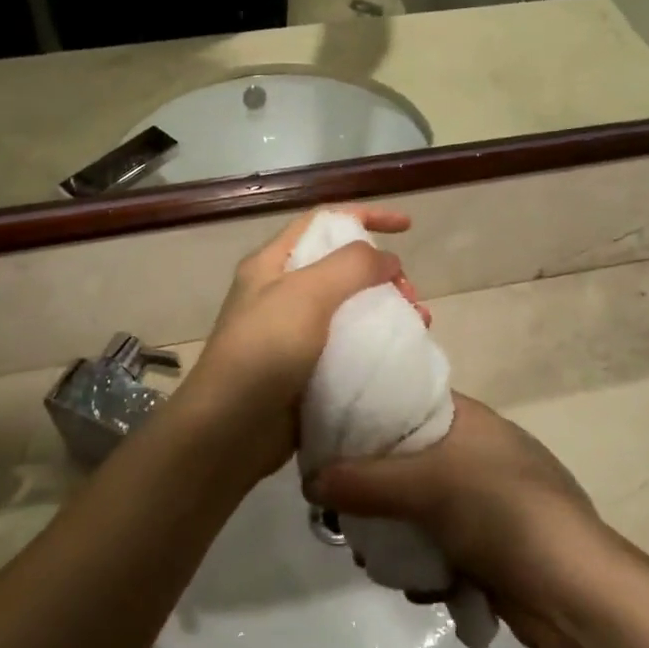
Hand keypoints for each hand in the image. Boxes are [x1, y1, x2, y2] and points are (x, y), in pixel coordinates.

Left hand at [183, 207, 429, 478]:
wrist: (230, 431)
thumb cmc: (264, 351)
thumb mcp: (306, 294)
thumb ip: (351, 265)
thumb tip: (387, 259)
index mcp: (273, 263)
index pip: (324, 221)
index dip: (365, 216)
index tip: (407, 226)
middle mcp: (282, 292)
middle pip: (342, 265)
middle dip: (383, 271)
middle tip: (410, 294)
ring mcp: (294, 332)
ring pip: (351, 306)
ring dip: (387, 307)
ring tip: (418, 323)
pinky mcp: (307, 368)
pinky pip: (350, 343)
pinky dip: (378, 341)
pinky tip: (401, 351)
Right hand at [310, 395, 605, 647]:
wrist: (574, 590)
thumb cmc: (500, 511)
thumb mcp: (425, 485)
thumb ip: (363, 481)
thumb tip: (308, 479)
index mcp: (467, 419)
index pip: (405, 402)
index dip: (366, 417)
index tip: (328, 440)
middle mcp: (475, 452)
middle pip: (406, 462)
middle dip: (373, 492)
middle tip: (340, 512)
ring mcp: (485, 501)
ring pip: (419, 510)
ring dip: (396, 536)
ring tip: (370, 557)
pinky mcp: (490, 545)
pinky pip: (440, 547)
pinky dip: (425, 565)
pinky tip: (416, 586)